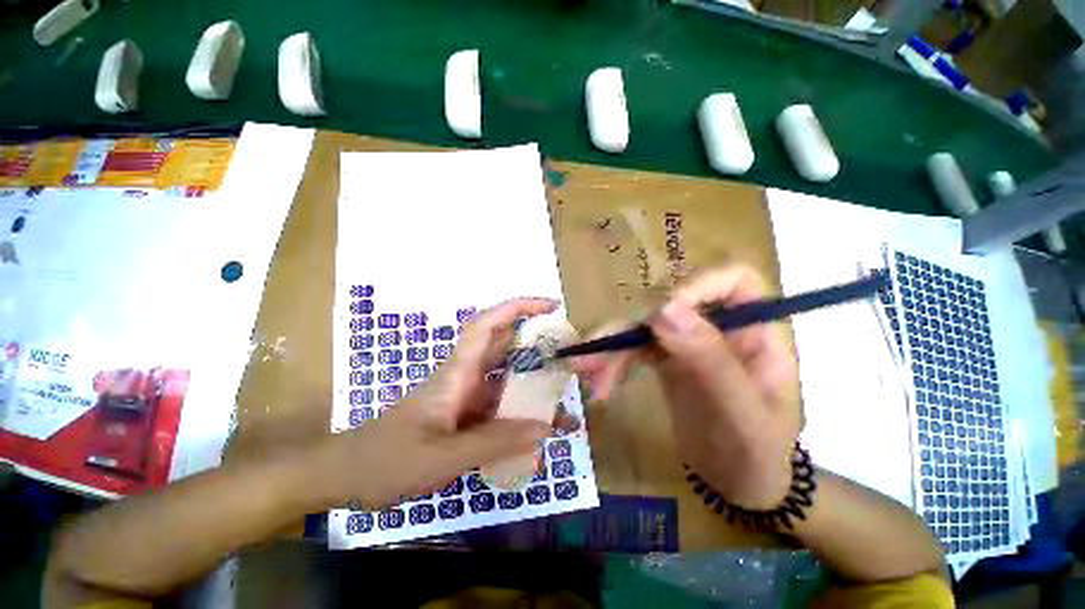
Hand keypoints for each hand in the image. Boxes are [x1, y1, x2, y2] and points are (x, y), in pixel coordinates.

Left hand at [316, 298, 562, 508]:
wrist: (347, 475)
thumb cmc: (387, 461)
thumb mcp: (442, 457)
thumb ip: (494, 442)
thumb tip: (544, 427)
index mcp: (458, 373)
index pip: (488, 325)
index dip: (516, 308)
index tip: (549, 305)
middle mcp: (467, 377)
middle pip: (506, 348)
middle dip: (538, 343)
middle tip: (570, 352)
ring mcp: (467, 396)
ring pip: (507, 380)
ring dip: (535, 384)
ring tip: (566, 396)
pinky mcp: (466, 415)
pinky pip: (501, 407)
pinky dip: (522, 413)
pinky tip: (539, 430)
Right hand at [573, 265, 799, 508]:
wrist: (737, 484)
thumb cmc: (754, 457)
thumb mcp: (740, 415)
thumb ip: (709, 361)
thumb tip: (662, 309)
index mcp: (756, 333)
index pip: (733, 281)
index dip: (694, 288)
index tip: (656, 317)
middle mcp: (720, 329)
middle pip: (671, 304)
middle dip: (630, 329)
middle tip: (595, 356)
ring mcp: (690, 342)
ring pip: (644, 326)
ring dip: (612, 347)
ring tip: (586, 374)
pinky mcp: (666, 359)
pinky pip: (635, 348)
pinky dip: (613, 362)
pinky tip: (599, 383)